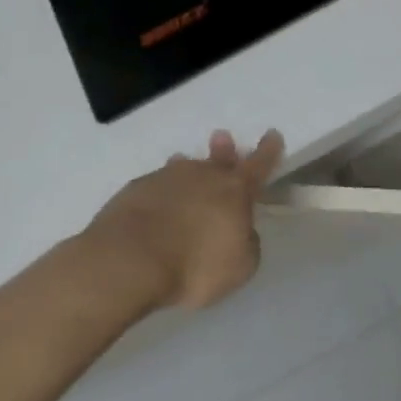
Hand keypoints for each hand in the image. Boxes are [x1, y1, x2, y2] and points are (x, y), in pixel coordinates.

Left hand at [74, 129, 284, 316]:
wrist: (127, 262)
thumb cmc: (195, 265)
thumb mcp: (240, 266)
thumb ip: (247, 244)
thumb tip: (240, 232)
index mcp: (235, 190)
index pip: (260, 164)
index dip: (269, 150)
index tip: (273, 134)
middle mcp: (203, 176)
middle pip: (218, 159)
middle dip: (224, 150)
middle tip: (222, 138)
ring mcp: (165, 180)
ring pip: (183, 170)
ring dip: (188, 170)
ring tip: (185, 165)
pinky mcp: (133, 192)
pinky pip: (155, 187)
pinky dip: (160, 193)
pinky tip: (155, 204)